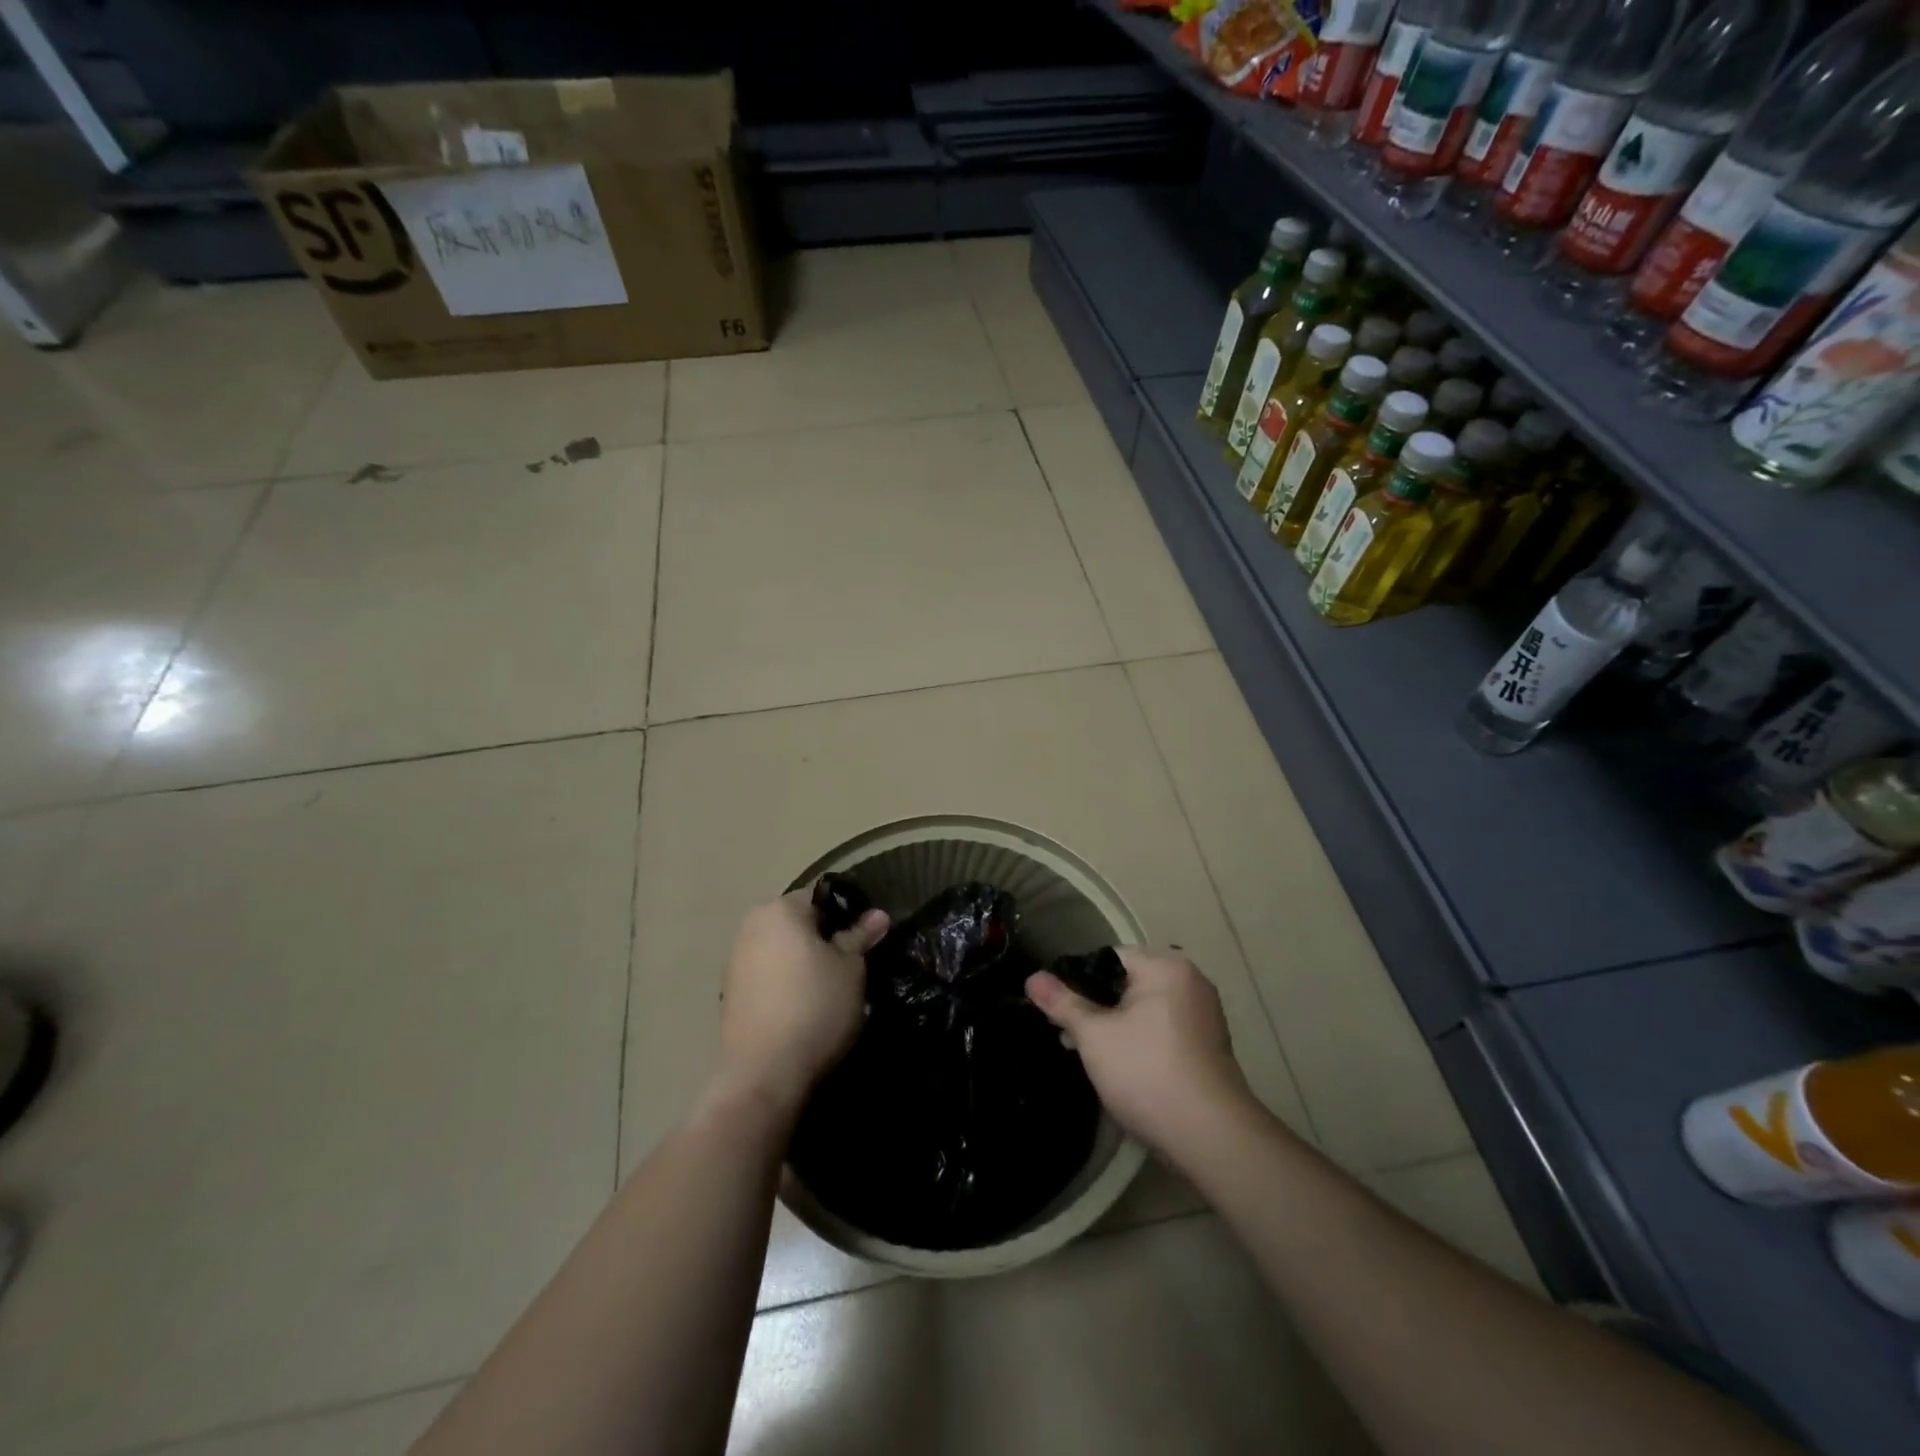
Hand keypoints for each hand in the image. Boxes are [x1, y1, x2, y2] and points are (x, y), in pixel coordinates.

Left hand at [714, 890, 889, 1119]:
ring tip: (830, 988)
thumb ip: (860, 937)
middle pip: (798, 921)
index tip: (866, 937)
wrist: (764, 1072)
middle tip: (852, 963)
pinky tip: (804, 1006)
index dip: (848, 913)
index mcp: (780, 909)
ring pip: (781, 948)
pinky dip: (786, 981)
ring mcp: (736, 959)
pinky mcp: (730, 992)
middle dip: (824, 937)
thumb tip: (878, 915)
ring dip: (804, 960)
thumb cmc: (815, 1007)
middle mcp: (752, 925)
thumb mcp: (851, 969)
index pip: (821, 896)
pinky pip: (767, 974)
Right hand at [1026, 947, 1251, 1157]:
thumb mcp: (1094, 1035)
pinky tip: (1122, 1070)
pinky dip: (1140, 1043)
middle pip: (1127, 984)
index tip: (1057, 1009)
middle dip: (1095, 1008)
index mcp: (1166, 968)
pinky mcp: (1208, 1049)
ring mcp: (1204, 1017)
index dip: (1077, 980)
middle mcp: (1191, 983)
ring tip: (1088, 1055)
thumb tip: (1032, 978)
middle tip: (1067, 1036)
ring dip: (1115, 1028)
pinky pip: (1163, 1032)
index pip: (1109, 958)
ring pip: (1144, 1011)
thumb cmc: (1147, 1072)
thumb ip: (1062, 1003)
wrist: (1210, 1136)